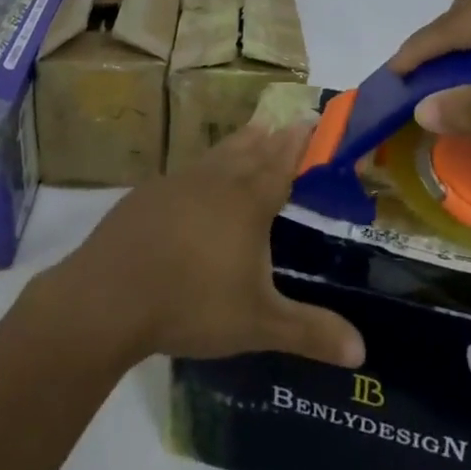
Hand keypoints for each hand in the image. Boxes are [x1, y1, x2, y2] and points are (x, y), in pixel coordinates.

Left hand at [42, 124, 365, 370]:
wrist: (108, 296)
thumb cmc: (192, 303)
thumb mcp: (258, 324)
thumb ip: (310, 332)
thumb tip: (362, 351)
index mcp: (248, 202)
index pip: (282, 162)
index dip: (299, 142)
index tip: (310, 117)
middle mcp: (218, 182)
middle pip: (251, 149)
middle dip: (272, 136)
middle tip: (286, 121)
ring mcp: (179, 183)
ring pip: (218, 154)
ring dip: (239, 142)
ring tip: (252, 132)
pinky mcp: (148, 195)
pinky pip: (187, 171)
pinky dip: (204, 167)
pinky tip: (197, 181)